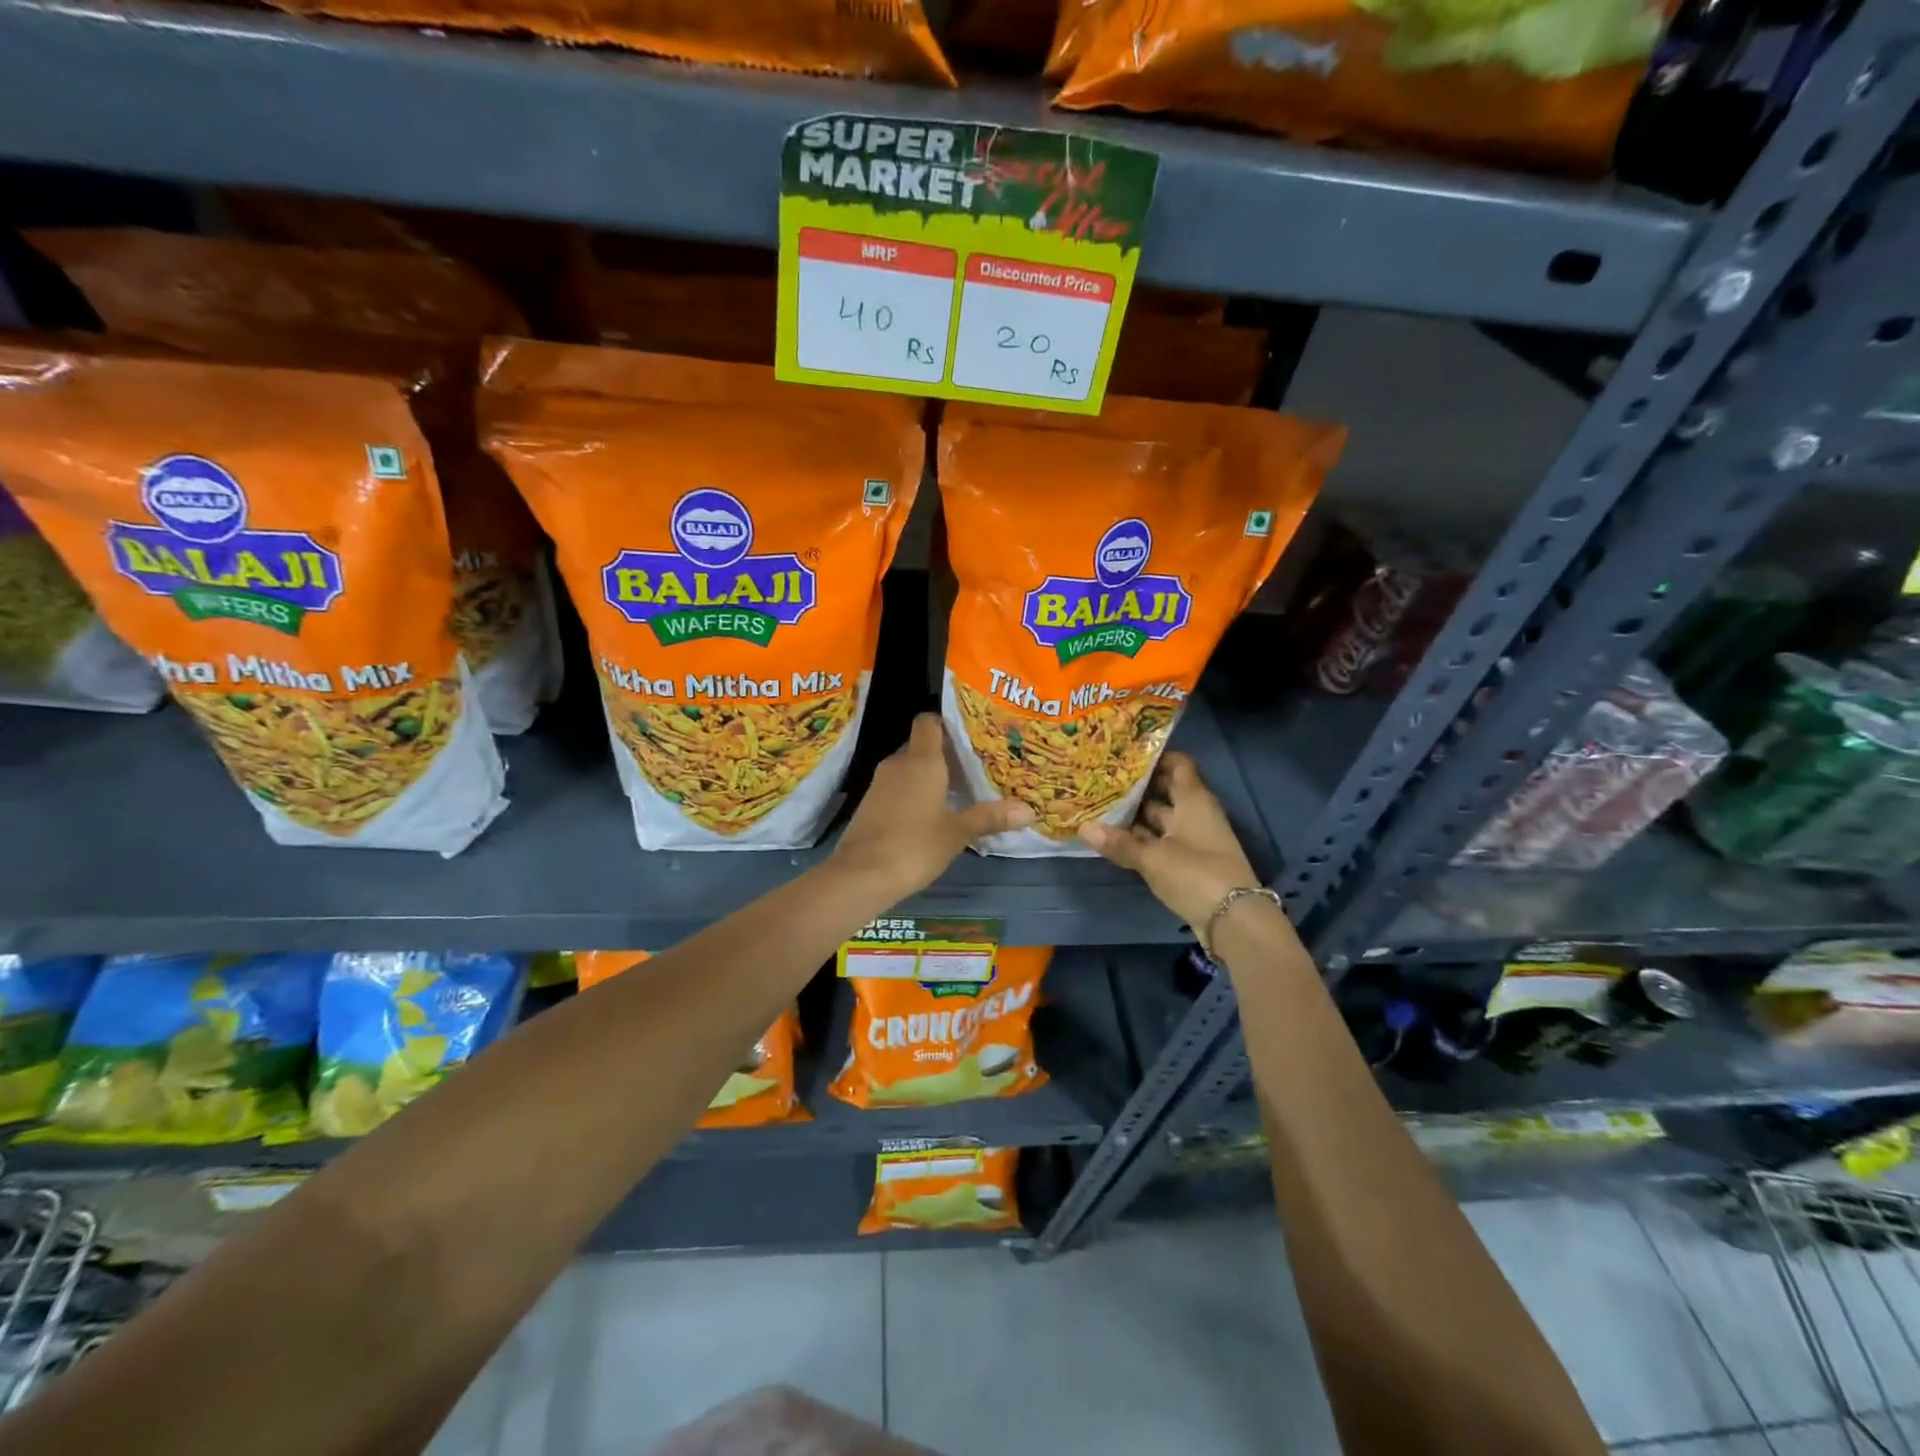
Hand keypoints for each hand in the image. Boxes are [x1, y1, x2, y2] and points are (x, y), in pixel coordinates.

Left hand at [831, 713, 1033, 903]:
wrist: (860, 875)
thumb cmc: (914, 846)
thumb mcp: (958, 832)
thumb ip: (990, 817)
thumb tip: (1029, 810)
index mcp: (921, 760)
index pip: (929, 721)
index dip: (947, 722)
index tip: (970, 734)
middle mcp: (898, 763)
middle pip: (921, 745)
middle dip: (945, 754)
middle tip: (976, 765)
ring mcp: (880, 784)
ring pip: (909, 767)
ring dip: (930, 775)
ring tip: (960, 789)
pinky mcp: (870, 804)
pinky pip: (897, 787)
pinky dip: (914, 792)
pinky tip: (933, 812)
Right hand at [1078, 752, 1261, 933]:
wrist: (1234, 921)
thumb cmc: (1196, 874)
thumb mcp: (1154, 858)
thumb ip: (1120, 843)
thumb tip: (1083, 827)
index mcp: (1193, 800)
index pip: (1178, 764)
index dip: (1155, 757)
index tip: (1124, 755)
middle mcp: (1195, 814)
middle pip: (1166, 791)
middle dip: (1137, 787)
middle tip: (1102, 780)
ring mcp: (1193, 839)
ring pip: (1161, 819)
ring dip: (1136, 816)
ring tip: (1100, 807)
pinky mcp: (1189, 863)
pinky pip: (1161, 842)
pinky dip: (1141, 839)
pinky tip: (1115, 839)